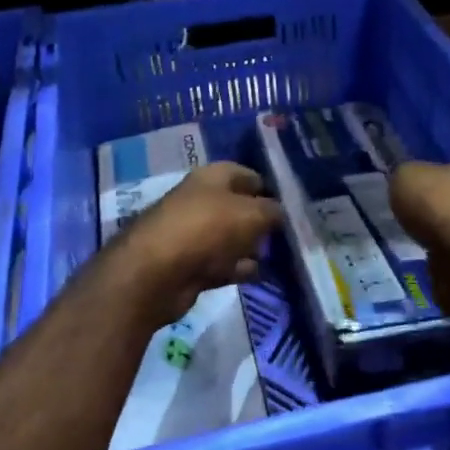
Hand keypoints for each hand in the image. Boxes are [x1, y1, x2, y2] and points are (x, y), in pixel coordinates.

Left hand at [118, 162, 281, 323]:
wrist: (156, 273)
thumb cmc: (207, 229)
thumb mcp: (252, 214)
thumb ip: (272, 211)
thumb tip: (280, 212)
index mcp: (212, 177)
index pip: (247, 174)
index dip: (269, 187)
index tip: (292, 205)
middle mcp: (201, 201)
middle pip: (238, 207)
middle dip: (261, 220)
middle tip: (289, 234)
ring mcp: (193, 234)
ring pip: (231, 237)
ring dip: (251, 246)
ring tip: (278, 256)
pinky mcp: (189, 265)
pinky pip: (222, 263)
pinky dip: (238, 268)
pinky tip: (257, 275)